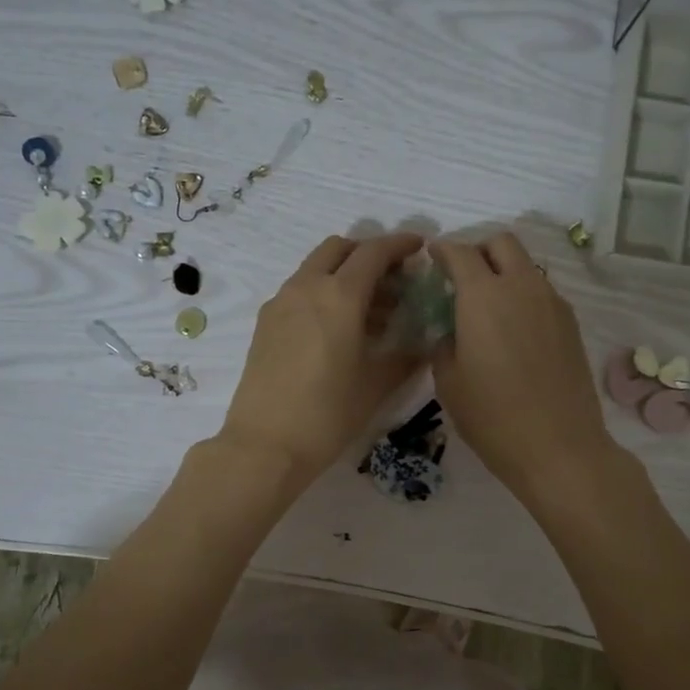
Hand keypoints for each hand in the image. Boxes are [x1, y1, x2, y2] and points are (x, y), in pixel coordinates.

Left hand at [220, 232, 426, 488]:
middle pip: (339, 249)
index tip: (419, 247)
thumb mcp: (376, 386)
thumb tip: (425, 345)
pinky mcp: (265, 323)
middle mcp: (306, 288)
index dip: (400, 244)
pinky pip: (299, 291)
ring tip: (370, 311)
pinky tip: (337, 329)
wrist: (264, 445)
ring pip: (316, 268)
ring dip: (344, 275)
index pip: (373, 253)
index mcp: (339, 296)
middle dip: (368, 254)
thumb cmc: (328, 414)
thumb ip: (405, 358)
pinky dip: (322, 293)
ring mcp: (280, 303)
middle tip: (392, 279)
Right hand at [430, 232, 617, 504]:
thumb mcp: (448, 383)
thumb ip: (444, 344)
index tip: (432, 257)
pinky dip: (524, 297)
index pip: (460, 253)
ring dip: (504, 274)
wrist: (559, 447)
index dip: (442, 250)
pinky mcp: (571, 324)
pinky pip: (542, 293)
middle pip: (502, 243)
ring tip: (489, 308)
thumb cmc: (492, 417)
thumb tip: (452, 332)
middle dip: (478, 250)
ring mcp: (553, 303)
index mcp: (484, 297)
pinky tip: (514, 331)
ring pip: (526, 266)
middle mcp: (522, 287)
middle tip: (462, 277)